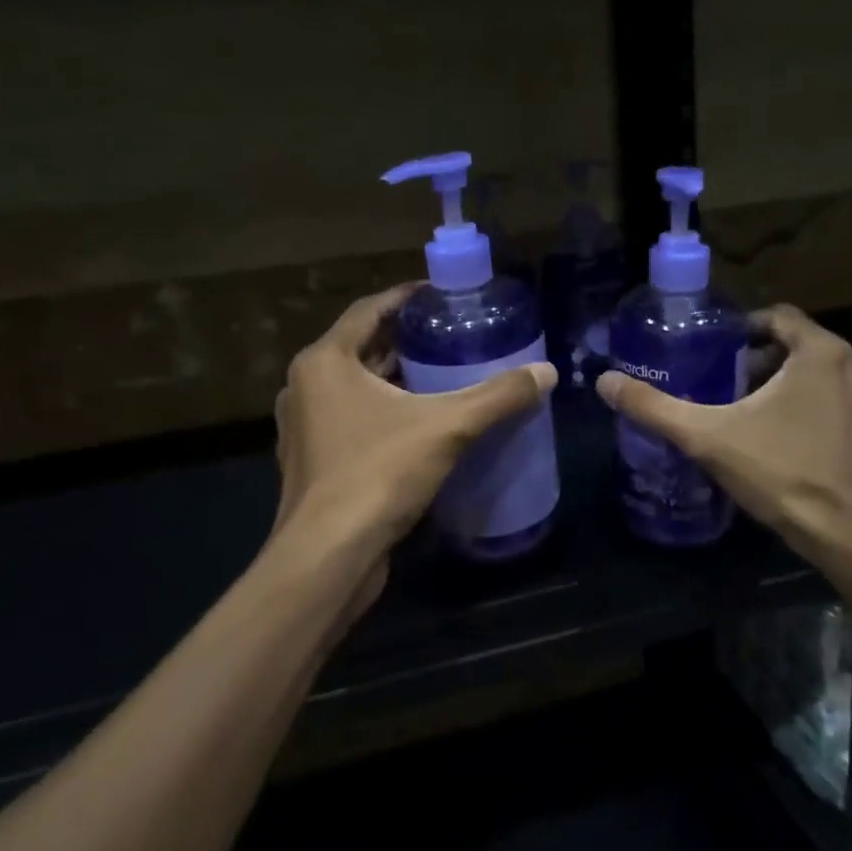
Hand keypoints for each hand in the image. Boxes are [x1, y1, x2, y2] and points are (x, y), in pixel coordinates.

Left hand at [269, 284, 556, 594]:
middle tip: (450, 334)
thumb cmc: (377, 473)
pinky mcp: (312, 461)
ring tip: (442, 373)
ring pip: (355, 386)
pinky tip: (419, 422)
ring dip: (394, 377)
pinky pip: (351, 419)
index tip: (442, 294)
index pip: (369, 310)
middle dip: (405, 340)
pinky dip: (382, 410)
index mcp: (324, 361)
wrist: (328, 556)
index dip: (407, 298)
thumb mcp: (446, 427)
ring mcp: (305, 427)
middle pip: (361, 347)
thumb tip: (546, 371)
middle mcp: (306, 386)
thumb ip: (497, 397)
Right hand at [594, 305, 851, 566]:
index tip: (720, 351)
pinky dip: (828, 417)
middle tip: (732, 391)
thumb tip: (605, 382)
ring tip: (764, 420)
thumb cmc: (783, 474)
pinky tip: (804, 449)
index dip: (746, 328)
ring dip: (799, 390)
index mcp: (822, 353)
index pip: (780, 316)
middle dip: (767, 364)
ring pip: (831, 380)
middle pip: (804, 348)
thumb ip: (654, 407)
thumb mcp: (708, 438)